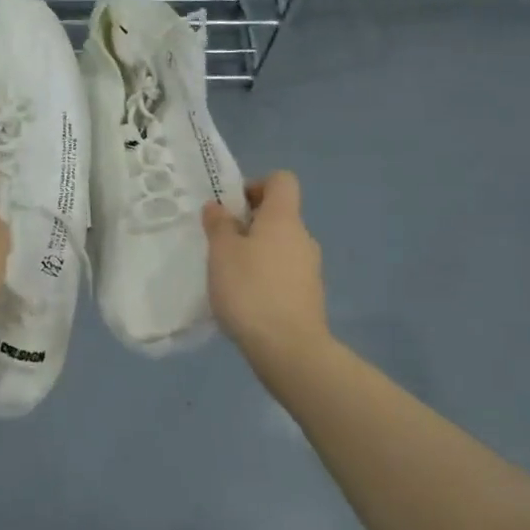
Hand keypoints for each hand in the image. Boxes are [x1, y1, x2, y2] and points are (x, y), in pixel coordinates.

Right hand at [203, 171, 328, 363]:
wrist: (289, 348)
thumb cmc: (251, 289)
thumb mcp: (222, 252)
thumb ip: (219, 225)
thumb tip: (219, 207)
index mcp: (284, 218)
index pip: (281, 181)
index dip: (256, 185)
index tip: (231, 207)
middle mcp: (302, 237)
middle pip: (278, 215)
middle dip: (248, 223)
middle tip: (219, 243)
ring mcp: (310, 268)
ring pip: (279, 246)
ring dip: (256, 251)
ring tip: (228, 274)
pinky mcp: (308, 296)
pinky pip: (283, 272)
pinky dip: (265, 276)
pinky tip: (245, 299)